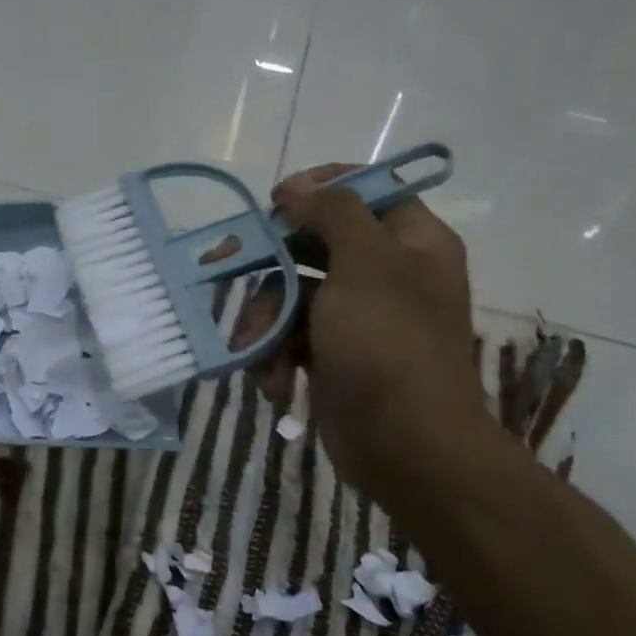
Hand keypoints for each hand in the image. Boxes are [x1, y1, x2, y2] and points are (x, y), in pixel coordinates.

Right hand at [234, 164, 506, 498]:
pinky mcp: (334, 356)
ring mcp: (358, 318)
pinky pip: (292, 338)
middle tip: (224, 263)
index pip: (364, 190)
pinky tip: (275, 384)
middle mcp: (387, 273)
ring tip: (254, 352)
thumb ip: (332, 213)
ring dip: (266, 323)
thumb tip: (296, 187)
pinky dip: (277, 358)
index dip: (319, 189)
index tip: (278, 201)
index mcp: (411, 241)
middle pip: (316, 243)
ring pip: (294, 295)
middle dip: (271, 264)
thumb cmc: (388, 344)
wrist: (406, 447)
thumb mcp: (364, 264)